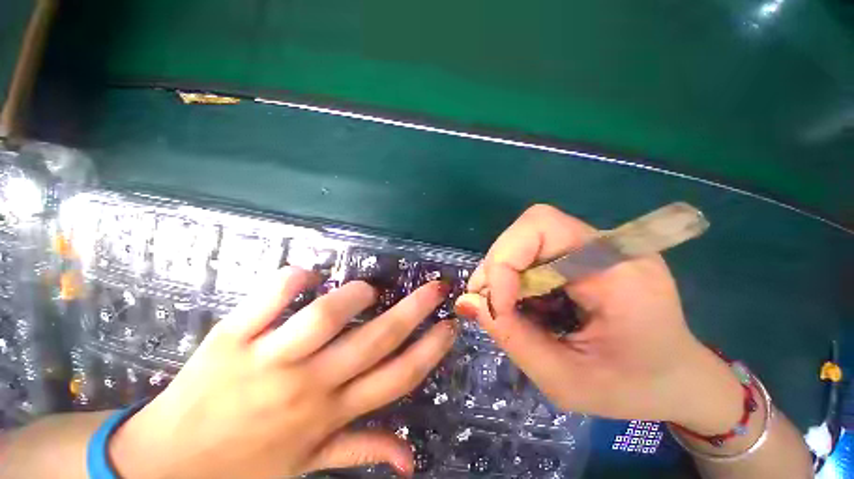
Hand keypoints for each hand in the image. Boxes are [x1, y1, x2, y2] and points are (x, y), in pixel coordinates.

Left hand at [110, 267, 456, 477]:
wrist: (164, 466)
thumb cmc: (244, 466)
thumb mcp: (307, 466)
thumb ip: (360, 450)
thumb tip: (411, 460)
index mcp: (329, 414)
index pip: (398, 378)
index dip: (431, 349)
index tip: (450, 325)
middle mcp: (308, 386)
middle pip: (376, 340)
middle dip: (415, 309)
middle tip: (436, 287)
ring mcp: (267, 361)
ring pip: (323, 318)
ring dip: (353, 297)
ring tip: (366, 290)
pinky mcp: (230, 339)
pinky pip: (268, 300)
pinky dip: (293, 280)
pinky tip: (307, 275)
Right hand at [455, 205, 743, 433]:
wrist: (678, 378)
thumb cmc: (633, 388)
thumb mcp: (566, 380)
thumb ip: (512, 338)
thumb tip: (466, 302)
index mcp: (619, 270)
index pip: (541, 226)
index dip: (505, 260)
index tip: (496, 306)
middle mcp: (609, 245)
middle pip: (529, 228)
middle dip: (499, 265)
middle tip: (489, 304)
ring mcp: (598, 245)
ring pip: (526, 239)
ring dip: (503, 271)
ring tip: (505, 308)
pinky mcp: (586, 253)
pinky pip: (535, 252)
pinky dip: (516, 276)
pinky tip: (523, 302)